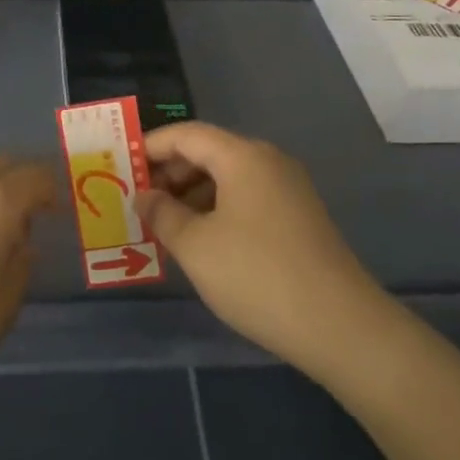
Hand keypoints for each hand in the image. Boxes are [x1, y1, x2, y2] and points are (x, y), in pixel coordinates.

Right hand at [139, 123, 390, 380]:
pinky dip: (217, 209)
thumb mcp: (196, 246)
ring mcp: (288, 189)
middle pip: (209, 152)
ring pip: (228, 177)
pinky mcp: (299, 216)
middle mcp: (268, 161)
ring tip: (164, 225)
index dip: (150, 146)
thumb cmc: (256, 275)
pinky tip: (201, 240)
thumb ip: (163, 214)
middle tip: (139, 201)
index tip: (121, 168)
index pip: (187, 134)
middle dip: (170, 173)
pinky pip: (247, 198)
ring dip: (192, 194)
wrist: (338, 324)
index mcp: (243, 157)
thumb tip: (144, 195)